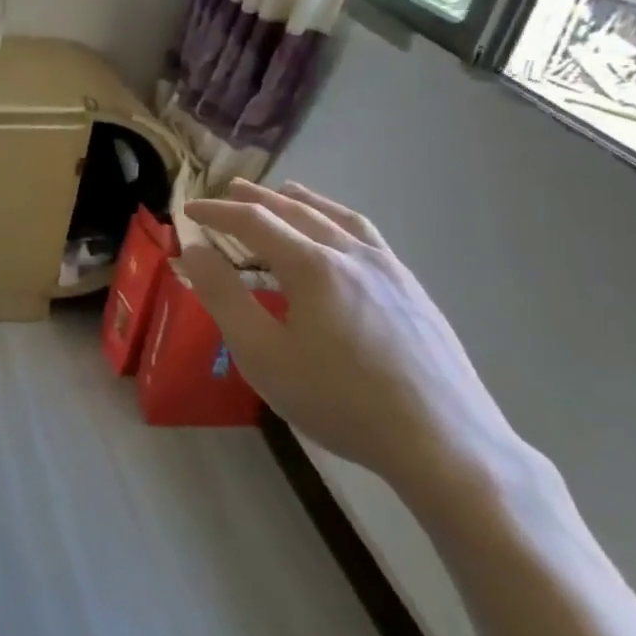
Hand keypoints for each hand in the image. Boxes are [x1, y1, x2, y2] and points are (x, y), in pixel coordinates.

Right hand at [182, 180, 522, 494]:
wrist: (446, 444)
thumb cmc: (341, 401)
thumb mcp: (263, 355)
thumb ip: (223, 297)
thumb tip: (194, 250)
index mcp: (312, 265)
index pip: (254, 221)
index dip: (217, 212)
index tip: (189, 211)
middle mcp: (350, 253)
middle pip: (295, 210)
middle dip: (257, 198)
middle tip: (228, 191)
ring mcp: (389, 268)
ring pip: (336, 217)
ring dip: (302, 201)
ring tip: (283, 193)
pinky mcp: (412, 289)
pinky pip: (366, 235)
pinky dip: (337, 219)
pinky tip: (338, 233)